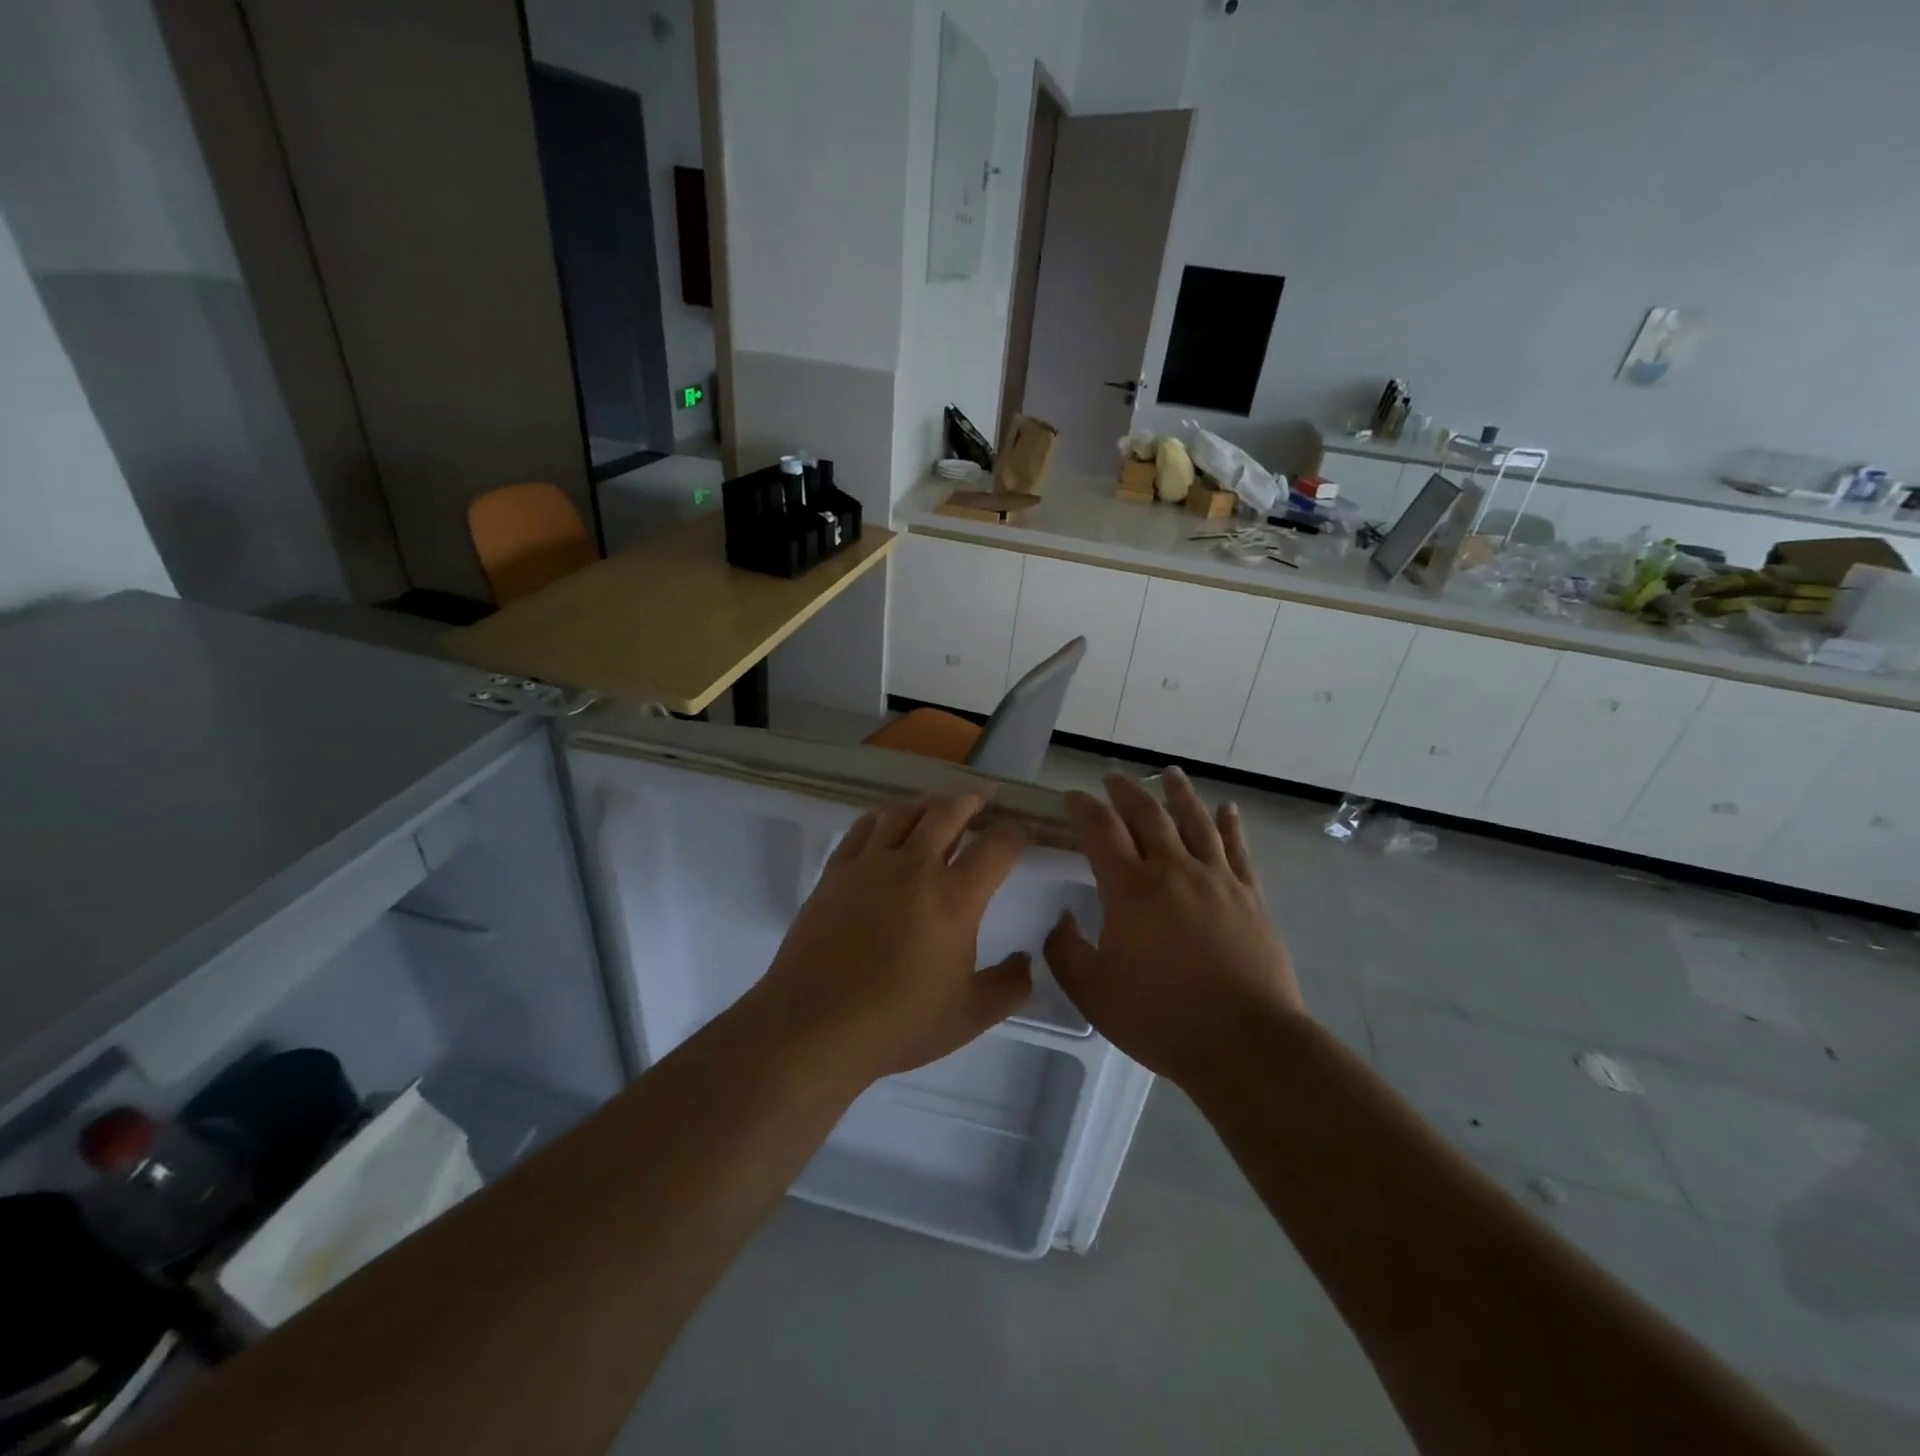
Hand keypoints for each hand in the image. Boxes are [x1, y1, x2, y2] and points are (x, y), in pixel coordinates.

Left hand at [752, 792, 1031, 1084]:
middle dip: (971, 801)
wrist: (815, 1026)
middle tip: (982, 799)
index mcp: (954, 898)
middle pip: (948, 812)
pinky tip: (888, 825)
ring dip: (928, 804)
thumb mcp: (970, 1016)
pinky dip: (884, 817)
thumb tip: (1027, 961)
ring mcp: (870, 864)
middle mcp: (914, 867)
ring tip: (938, 808)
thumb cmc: (898, 1024)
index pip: (996, 847)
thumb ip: (1009, 986)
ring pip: (904, 812)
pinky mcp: (836, 871)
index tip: (1021, 835)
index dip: (1015, 834)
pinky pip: (864, 827)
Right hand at [1045, 767, 1305, 1085]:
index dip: (1083, 808)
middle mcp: (1173, 870)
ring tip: (1170, 774)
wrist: (1245, 1043)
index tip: (1073, 797)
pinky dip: (1230, 825)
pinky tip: (1227, 809)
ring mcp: (1217, 880)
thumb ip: (1066, 952)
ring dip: (1179, 794)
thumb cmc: (1161, 1018)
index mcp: (1130, 889)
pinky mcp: (1250, 896)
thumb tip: (1062, 919)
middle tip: (1112, 779)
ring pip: (1196, 821)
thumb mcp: (1093, 993)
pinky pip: (1238, 849)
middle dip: (1126, 792)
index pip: (1101, 831)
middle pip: (1148, 815)